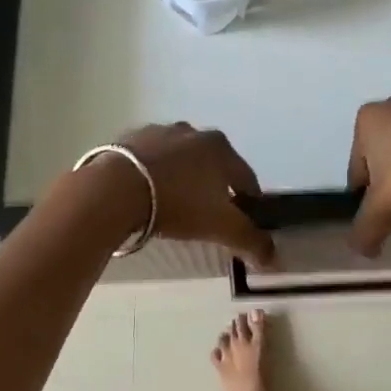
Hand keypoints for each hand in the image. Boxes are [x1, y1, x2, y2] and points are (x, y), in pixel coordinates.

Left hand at [101, 123, 276, 267]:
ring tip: (174, 204)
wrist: (116, 188)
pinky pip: (150, 159)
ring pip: (180, 158)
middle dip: (214, 186)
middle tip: (206, 214)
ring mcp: (160, 132)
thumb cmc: (178, 203)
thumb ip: (250, 241)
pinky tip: (146, 193)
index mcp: (221, 148)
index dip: (249, 201)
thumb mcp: (220, 226)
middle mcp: (193, 132)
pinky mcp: (130, 138)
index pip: (246, 177)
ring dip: (182, 176)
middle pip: (212, 164)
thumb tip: (274, 258)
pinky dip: (153, 173)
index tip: (244, 220)